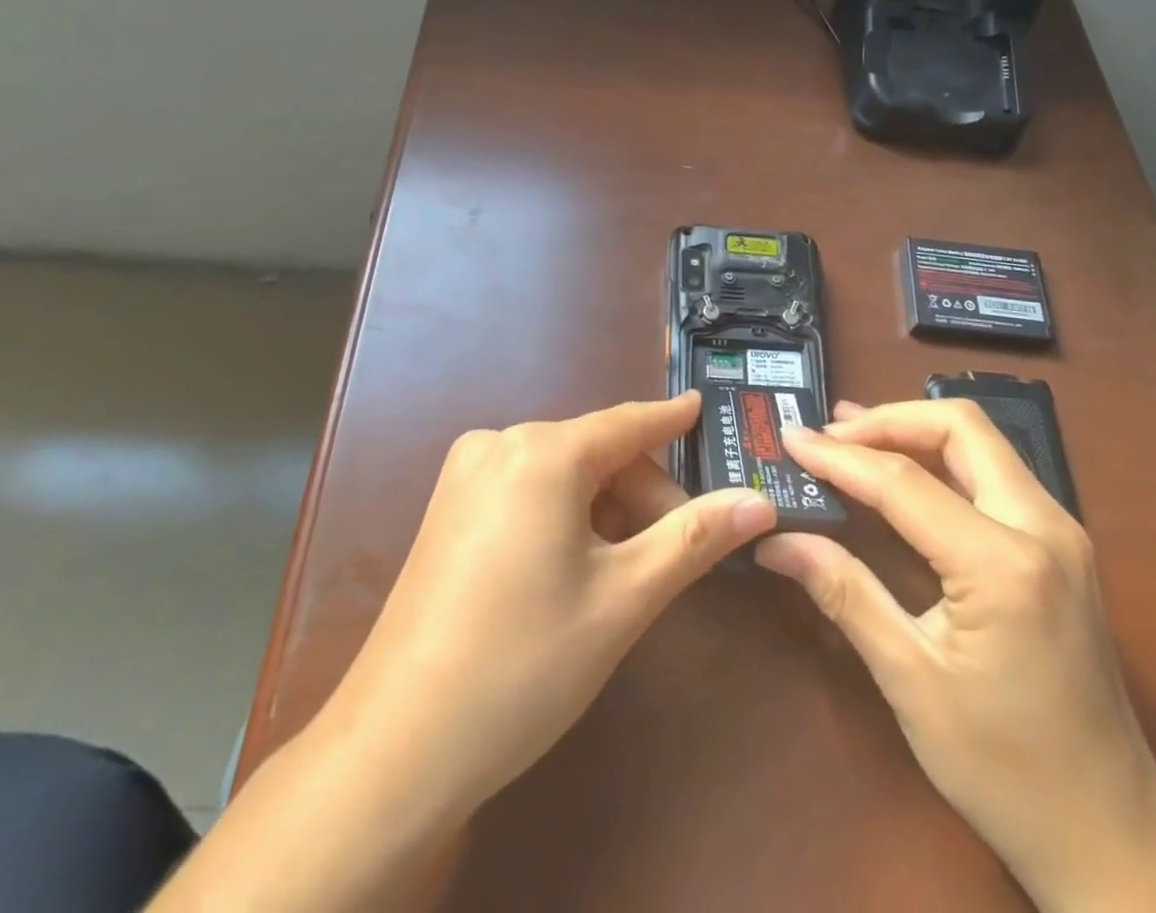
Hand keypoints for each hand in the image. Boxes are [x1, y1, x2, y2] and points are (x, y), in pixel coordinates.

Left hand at [153, 393, 773, 912]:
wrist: (394, 748)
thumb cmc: (524, 663)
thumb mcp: (624, 598)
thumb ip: (695, 537)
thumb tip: (760, 501)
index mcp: (543, 452)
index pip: (628, 422)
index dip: (672, 418)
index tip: (705, 407)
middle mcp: (499, 444)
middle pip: (596, 453)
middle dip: (643, 494)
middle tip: (678, 550)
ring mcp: (465, 476)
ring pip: (562, 474)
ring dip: (605, 509)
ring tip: (628, 571)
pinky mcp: (447, 509)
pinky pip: (526, 491)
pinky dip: (564, 516)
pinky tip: (575, 568)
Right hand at [757, 400, 1155, 912]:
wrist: (1112, 833)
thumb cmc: (1006, 770)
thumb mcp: (911, 680)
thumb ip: (844, 593)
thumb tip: (776, 541)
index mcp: (1004, 565)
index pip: (905, 482)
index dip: (840, 458)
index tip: (791, 441)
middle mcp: (1043, 526)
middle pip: (960, 427)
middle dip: (888, 420)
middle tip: (829, 435)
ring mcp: (1060, 530)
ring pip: (981, 440)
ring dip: (914, 431)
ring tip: (852, 436)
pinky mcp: (1060, 543)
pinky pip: (994, 470)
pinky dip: (942, 457)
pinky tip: (903, 471)